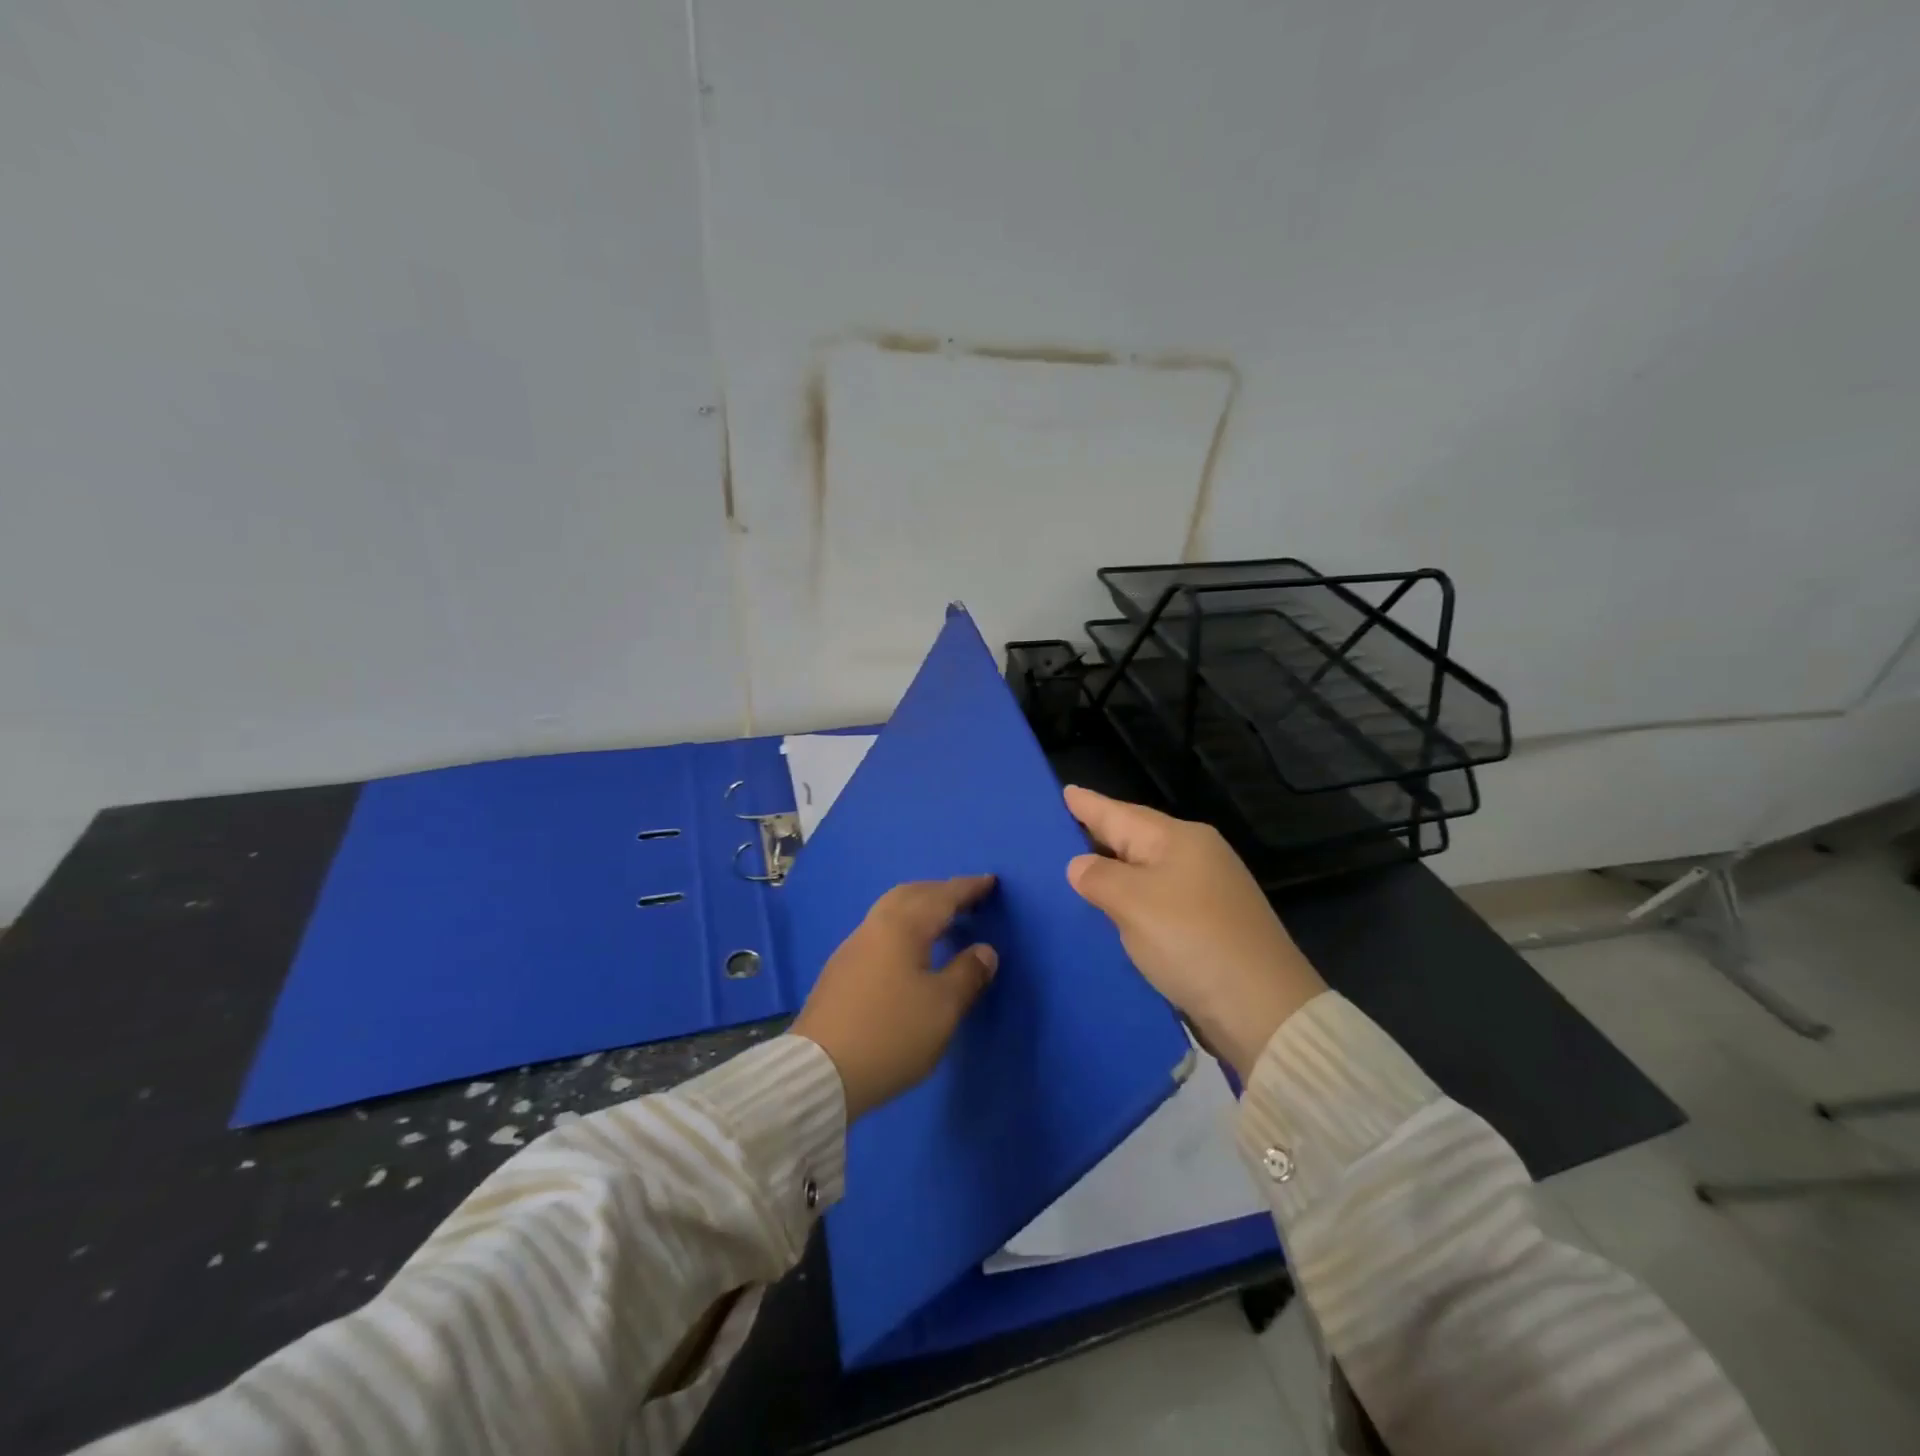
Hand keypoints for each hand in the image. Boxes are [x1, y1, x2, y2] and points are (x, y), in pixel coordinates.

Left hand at [791, 876, 998, 1120]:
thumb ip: (967, 974)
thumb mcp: (942, 1007)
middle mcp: (875, 927)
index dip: (968, 888)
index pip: (941, 897)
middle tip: (966, 898)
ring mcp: (852, 948)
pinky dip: (903, 928)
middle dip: (940, 891)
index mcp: (902, 927)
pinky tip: (909, 950)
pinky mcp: (840, 971)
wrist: (819, 1072)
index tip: (990, 881)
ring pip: (891, 912)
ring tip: (941, 921)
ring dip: (919, 908)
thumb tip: (984, 950)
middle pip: (910, 895)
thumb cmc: (891, 1033)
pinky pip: (880, 932)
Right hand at [1063, 786, 1325, 1078]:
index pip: (1120, 814)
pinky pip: (1156, 898)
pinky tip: (1111, 908)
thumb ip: (1098, 877)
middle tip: (1059, 830)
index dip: (1089, 804)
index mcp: (1179, 839)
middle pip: (1135, 838)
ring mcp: (1207, 891)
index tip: (1063, 790)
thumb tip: (1080, 865)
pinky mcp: (1209, 924)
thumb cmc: (1191, 939)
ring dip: (1113, 869)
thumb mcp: (1133, 903)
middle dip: (1099, 834)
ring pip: (1145, 870)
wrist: (1262, 1008)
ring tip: (1075, 867)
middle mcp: (1196, 856)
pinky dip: (1130, 899)